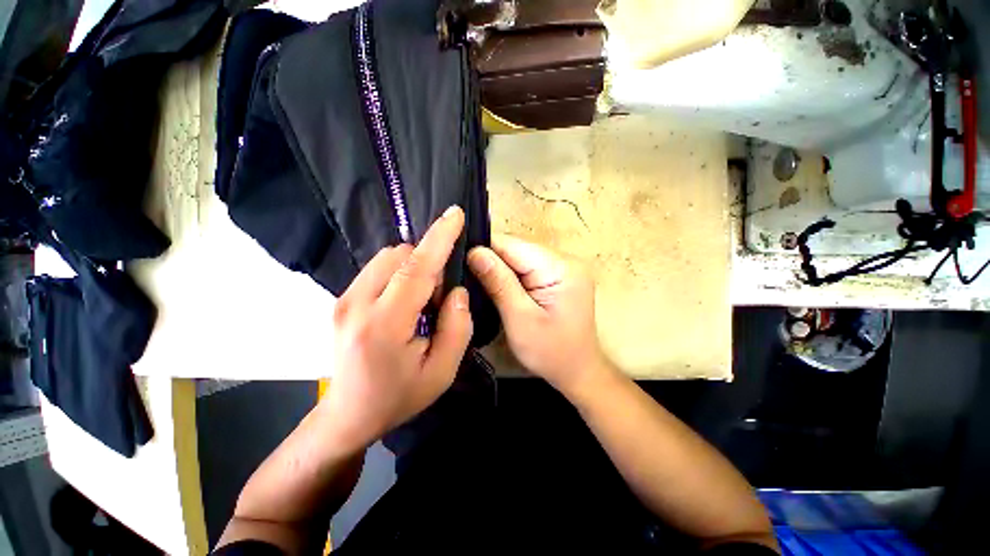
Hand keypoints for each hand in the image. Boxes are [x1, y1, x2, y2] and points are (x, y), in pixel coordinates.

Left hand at [321, 206, 472, 451]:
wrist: (348, 416)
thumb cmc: (398, 396)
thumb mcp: (442, 371)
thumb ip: (457, 327)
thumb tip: (455, 291)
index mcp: (383, 324)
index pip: (416, 268)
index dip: (439, 238)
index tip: (455, 214)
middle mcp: (356, 303)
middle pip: (400, 256)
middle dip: (427, 266)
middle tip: (435, 302)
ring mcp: (343, 299)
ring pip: (387, 258)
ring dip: (413, 270)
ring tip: (419, 305)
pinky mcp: (341, 299)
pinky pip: (378, 269)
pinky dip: (399, 276)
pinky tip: (402, 305)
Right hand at [468, 234, 610, 396]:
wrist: (577, 371)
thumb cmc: (551, 352)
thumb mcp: (520, 319)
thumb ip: (499, 283)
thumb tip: (475, 252)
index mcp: (561, 267)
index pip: (514, 245)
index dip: (485, 252)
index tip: (462, 264)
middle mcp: (565, 260)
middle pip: (517, 248)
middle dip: (492, 262)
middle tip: (468, 279)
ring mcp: (562, 267)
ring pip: (519, 257)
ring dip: (499, 270)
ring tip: (480, 285)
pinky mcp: (557, 277)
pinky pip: (526, 267)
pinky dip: (510, 277)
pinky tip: (498, 288)